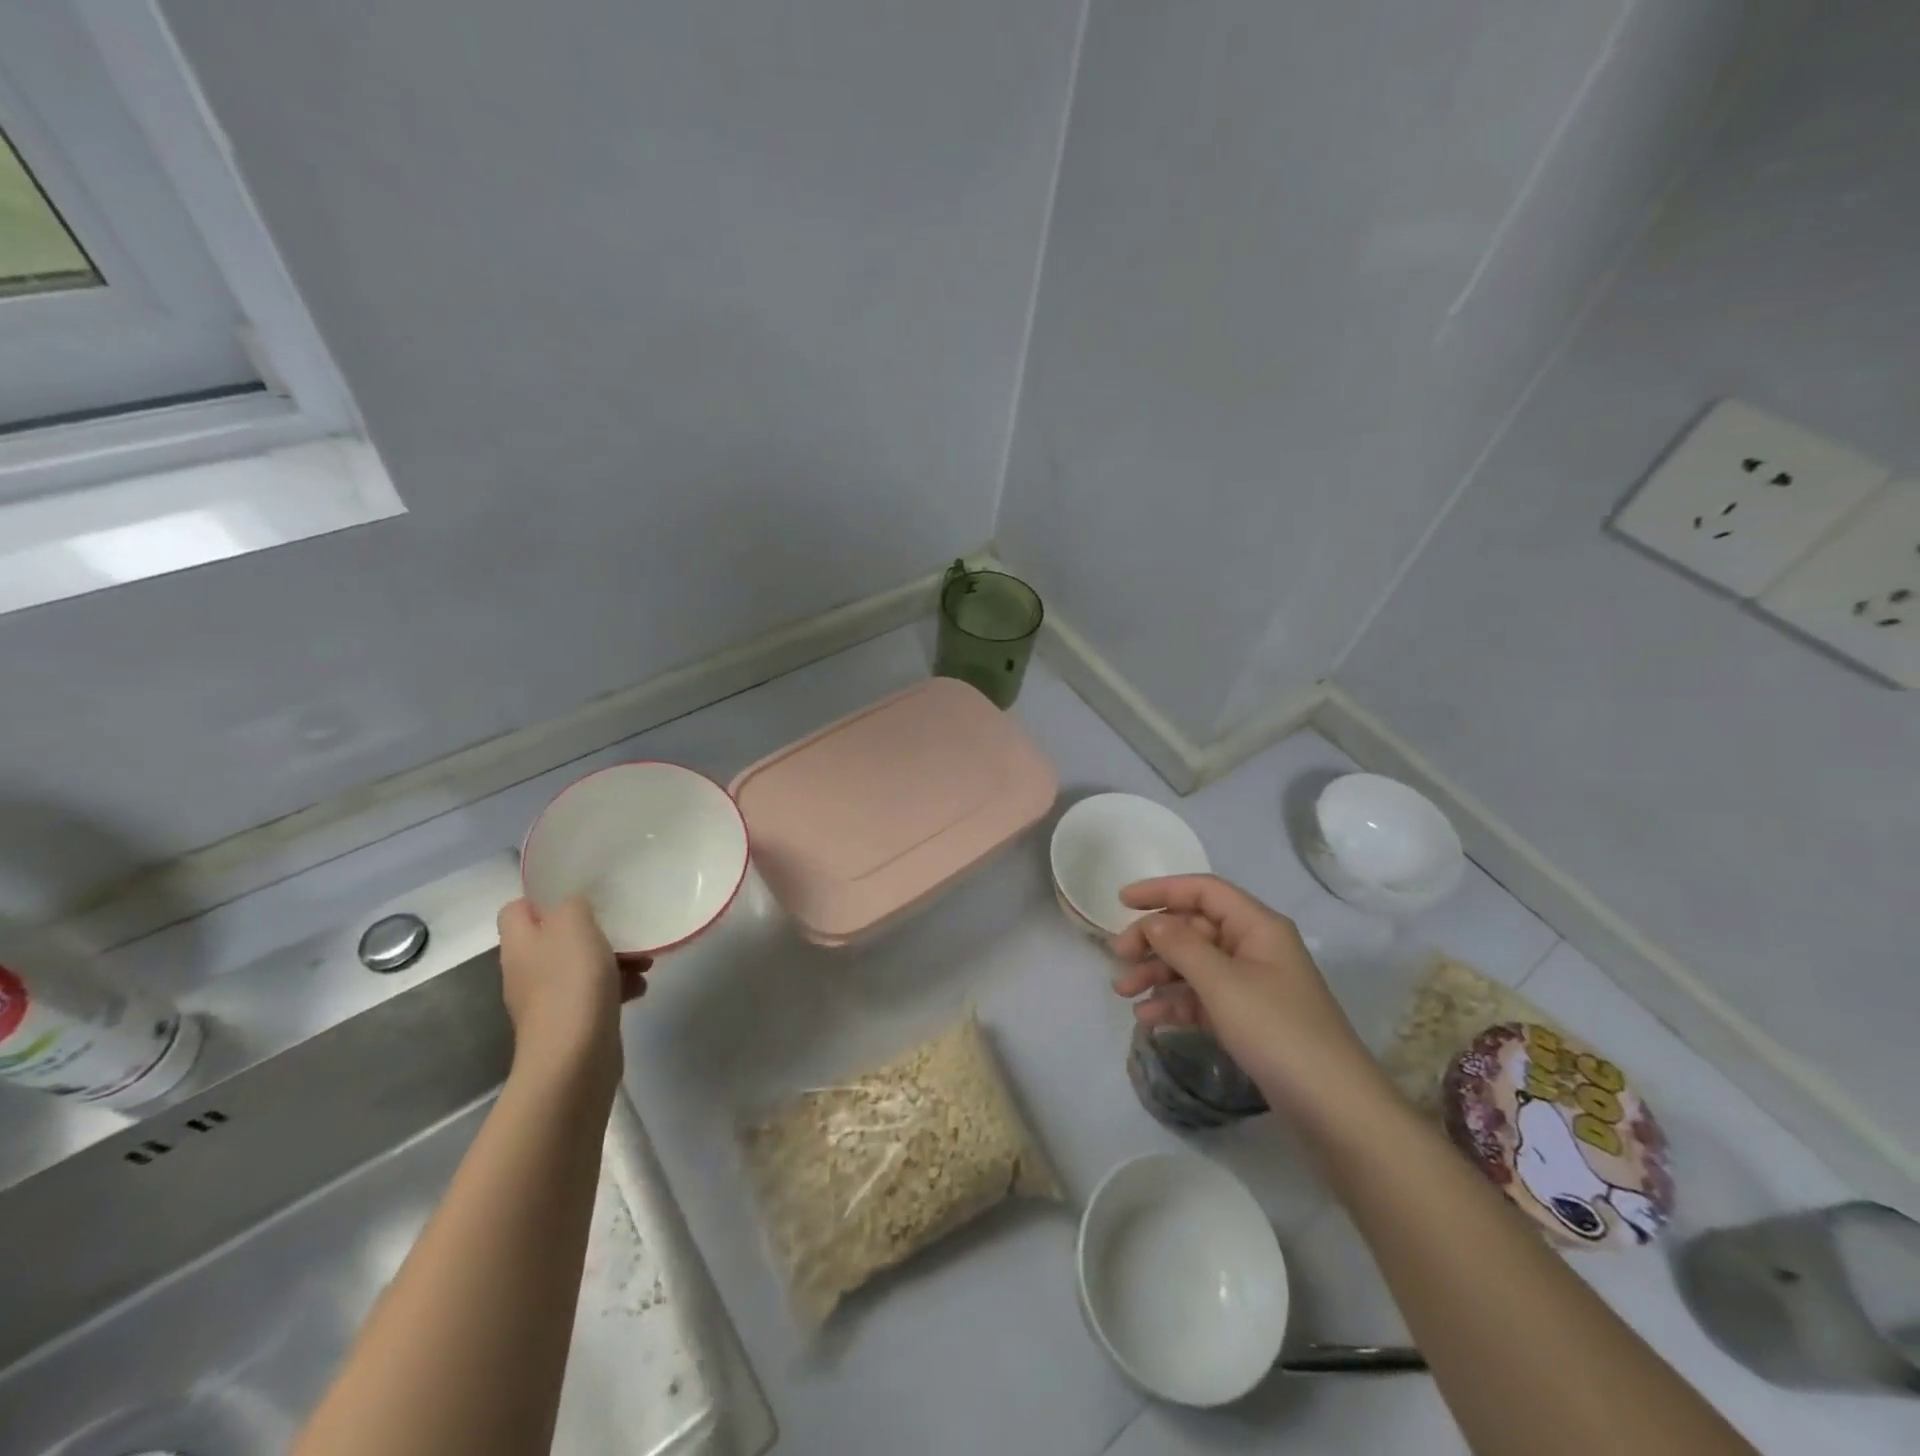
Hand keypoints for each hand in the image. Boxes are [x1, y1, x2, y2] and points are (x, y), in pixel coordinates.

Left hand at [497, 897, 644, 1096]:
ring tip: (643, 961)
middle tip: (623, 926)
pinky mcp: (571, 1022)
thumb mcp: (574, 925)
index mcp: (520, 944)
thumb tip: (573, 907)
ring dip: (614, 959)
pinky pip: (595, 993)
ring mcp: (548, 1000)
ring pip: (581, 965)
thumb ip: (572, 905)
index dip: (544, 897)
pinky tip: (639, 988)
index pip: (516, 909)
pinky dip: (617, 987)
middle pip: (556, 937)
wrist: (575, 1057)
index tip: (581, 892)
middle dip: (593, 930)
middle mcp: (527, 970)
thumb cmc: (571, 982)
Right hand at [1109, 875, 1379, 1117]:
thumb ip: (1181, 945)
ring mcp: (1251, 984)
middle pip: (1194, 928)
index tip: (1121, 901)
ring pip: (1194, 964)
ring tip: (1123, 993)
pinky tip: (1148, 1018)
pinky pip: (1202, 997)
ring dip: (1158, 973)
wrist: (1333, 1108)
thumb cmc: (1277, 1031)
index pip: (1203, 891)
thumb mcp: (1222, 983)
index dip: (1161, 890)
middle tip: (1119, 958)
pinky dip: (1174, 1002)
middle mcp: (1254, 947)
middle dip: (1154, 939)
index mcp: (1257, 926)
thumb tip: (1152, 922)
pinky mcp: (1247, 1018)